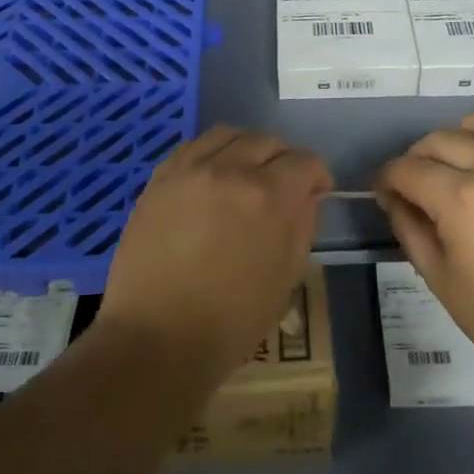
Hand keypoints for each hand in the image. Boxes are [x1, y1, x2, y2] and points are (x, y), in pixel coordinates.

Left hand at [97, 126, 331, 382]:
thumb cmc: (231, 321)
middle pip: (266, 141)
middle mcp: (229, 170)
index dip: (316, 175)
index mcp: (268, 196)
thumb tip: (306, 196)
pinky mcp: (159, 179)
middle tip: (281, 187)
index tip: (316, 191)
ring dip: (245, 149)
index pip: (304, 161)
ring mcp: (189, 170)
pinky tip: (211, 177)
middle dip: (283, 160)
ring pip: (228, 134)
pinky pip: (192, 146)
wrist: (156, 338)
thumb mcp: (286, 278)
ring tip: (245, 175)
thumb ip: (301, 226)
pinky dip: (210, 153)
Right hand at [375, 109, 473, 390]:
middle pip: (441, 140)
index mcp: (460, 200)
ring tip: (459, 159)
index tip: (384, 194)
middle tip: (414, 184)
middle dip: (416, 157)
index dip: (387, 178)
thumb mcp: (442, 283)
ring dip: (462, 133)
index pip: (407, 169)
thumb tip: (395, 201)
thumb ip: (411, 233)